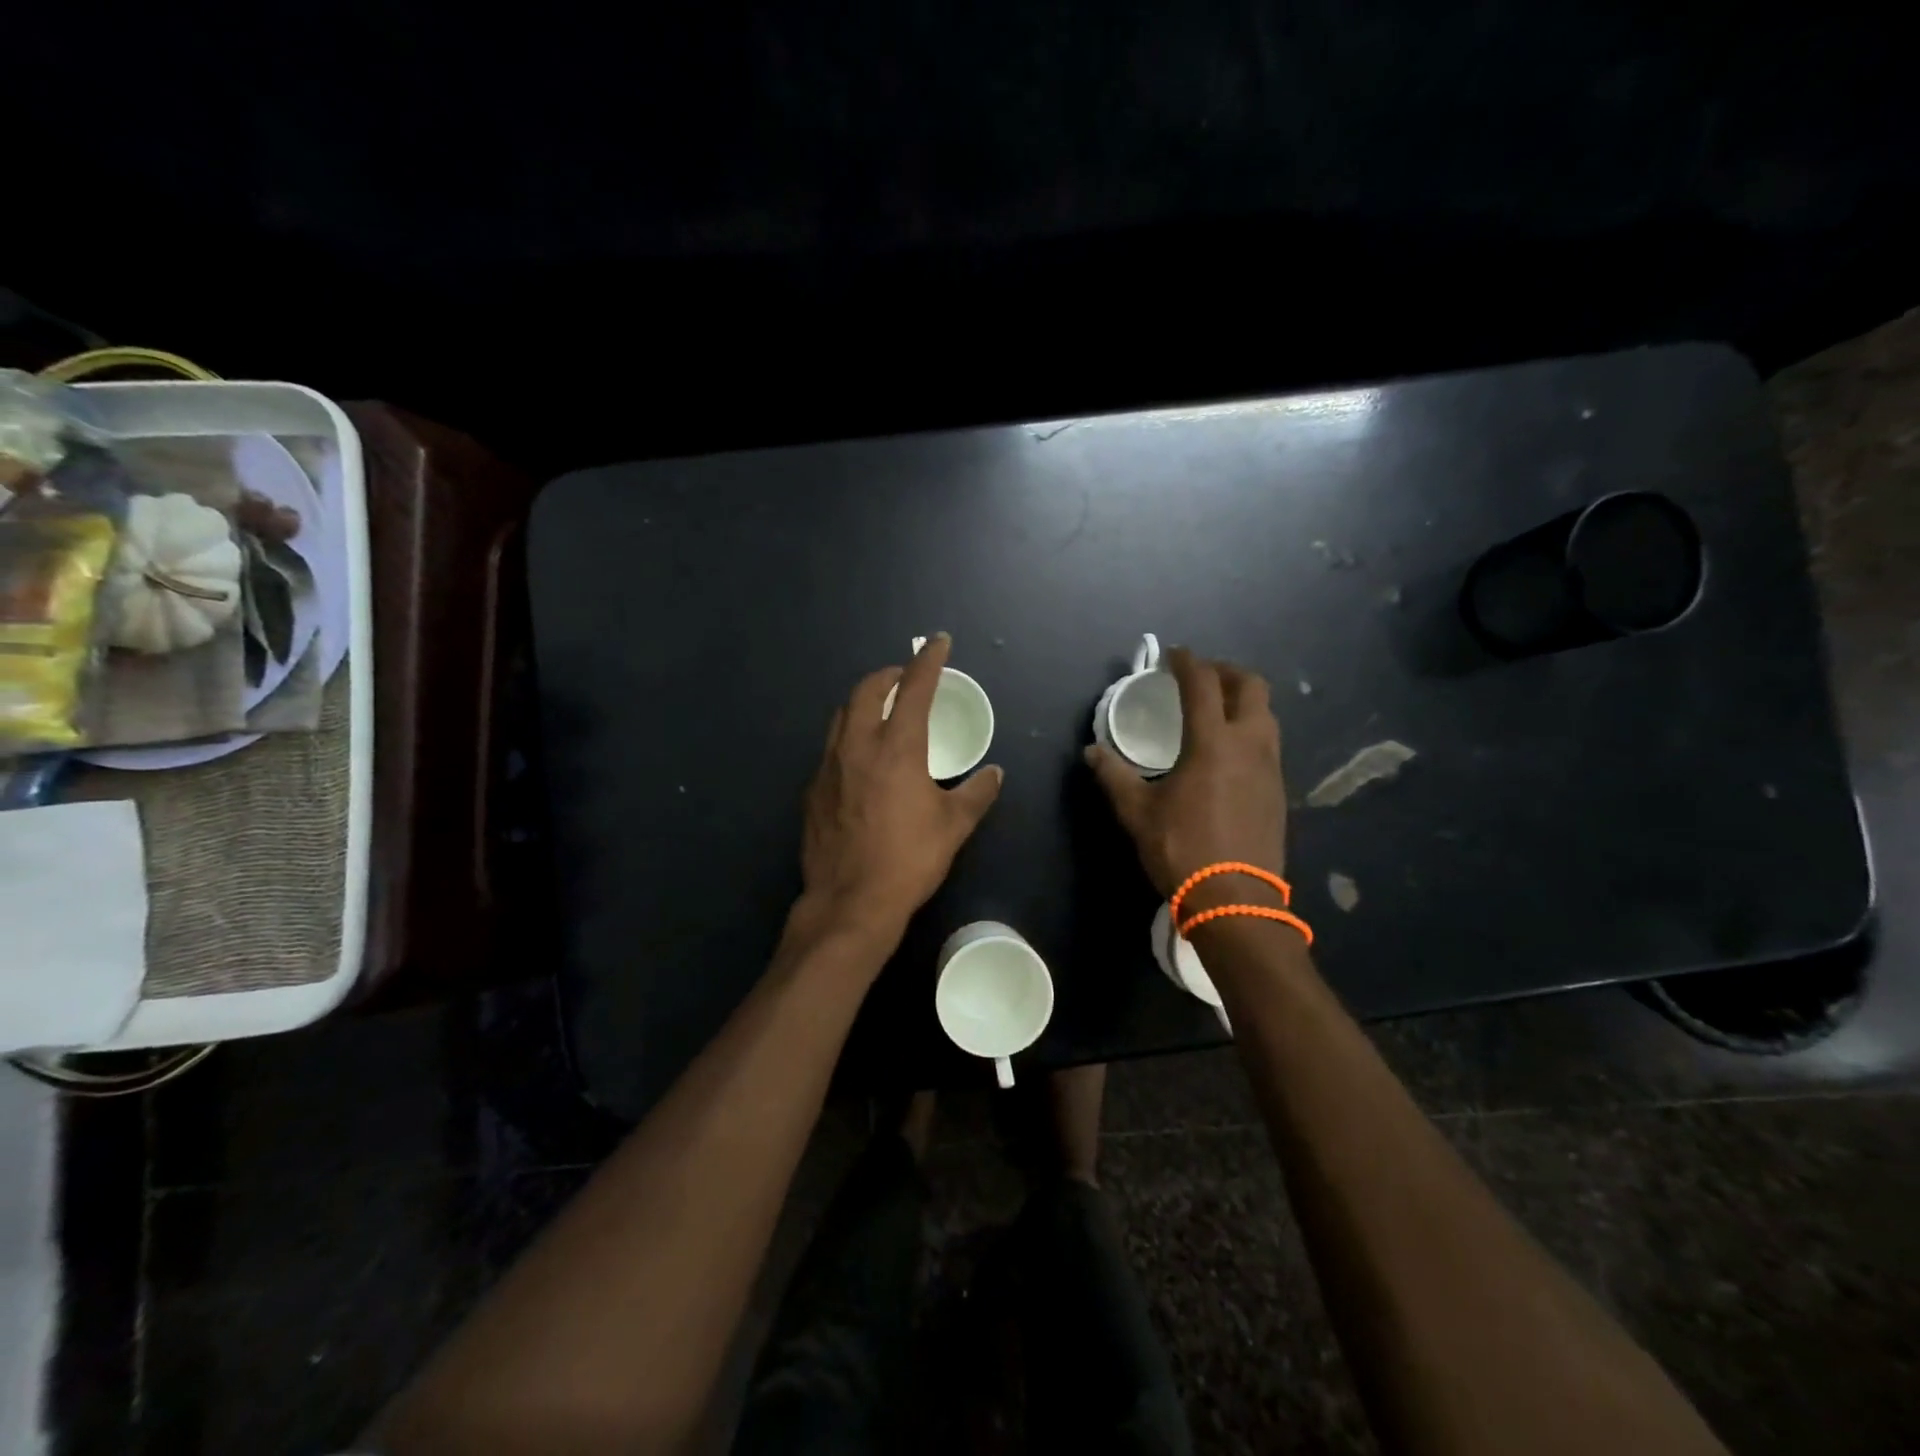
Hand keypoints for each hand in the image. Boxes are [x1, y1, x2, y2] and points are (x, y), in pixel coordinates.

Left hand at [800, 633, 1003, 938]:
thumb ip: (976, 793)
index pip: (915, 688)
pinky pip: (830, 748)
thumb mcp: (954, 826)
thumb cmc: (909, 860)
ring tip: (882, 711)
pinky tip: (860, 761)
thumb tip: (994, 773)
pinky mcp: (812, 790)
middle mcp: (858, 746)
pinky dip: (849, 737)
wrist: (850, 902)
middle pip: (867, 690)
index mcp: (897, 748)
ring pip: (842, 716)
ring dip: (864, 702)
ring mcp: (829, 767)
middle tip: (905, 678)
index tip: (938, 642)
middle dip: (888, 674)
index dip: (928, 660)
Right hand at [1084, 647, 1286, 902]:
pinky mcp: (1279, 790)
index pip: (1203, 684)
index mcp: (1212, 742)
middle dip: (1226, 672)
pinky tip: (1230, 753)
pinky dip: (1251, 730)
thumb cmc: (1181, 849)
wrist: (1234, 899)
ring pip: (1266, 714)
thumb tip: (1092, 752)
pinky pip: (1269, 743)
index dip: (1187, 662)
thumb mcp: (1137, 812)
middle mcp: (1249, 744)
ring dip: (1244, 700)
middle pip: (1251, 686)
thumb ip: (1114, 776)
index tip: (1174, 655)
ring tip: (1217, 710)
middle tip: (1201, 677)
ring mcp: (1270, 767)